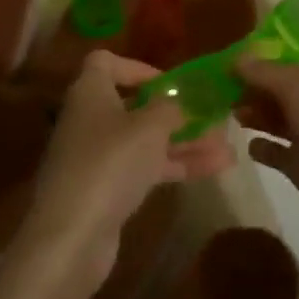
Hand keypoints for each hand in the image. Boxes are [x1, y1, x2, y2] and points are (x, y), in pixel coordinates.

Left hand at [21, 52, 234, 279]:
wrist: (71, 236)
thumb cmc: (110, 163)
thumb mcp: (150, 126)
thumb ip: (171, 107)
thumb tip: (178, 100)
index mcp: (90, 92)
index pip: (106, 62)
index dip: (138, 67)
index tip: (170, 82)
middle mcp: (90, 120)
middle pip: (134, 105)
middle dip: (176, 111)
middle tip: (213, 117)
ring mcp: (97, 158)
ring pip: (145, 141)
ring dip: (185, 142)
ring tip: (227, 147)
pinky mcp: (106, 190)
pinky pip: (145, 168)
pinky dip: (175, 166)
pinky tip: (214, 170)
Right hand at [234, 60, 298, 247]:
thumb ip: (265, 73)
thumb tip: (236, 59)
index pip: (284, 68)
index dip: (256, 68)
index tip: (224, 71)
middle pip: (278, 93)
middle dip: (252, 91)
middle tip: (221, 95)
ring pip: (275, 120)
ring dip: (254, 116)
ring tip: (232, 115)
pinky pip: (276, 152)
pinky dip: (262, 148)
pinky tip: (249, 146)